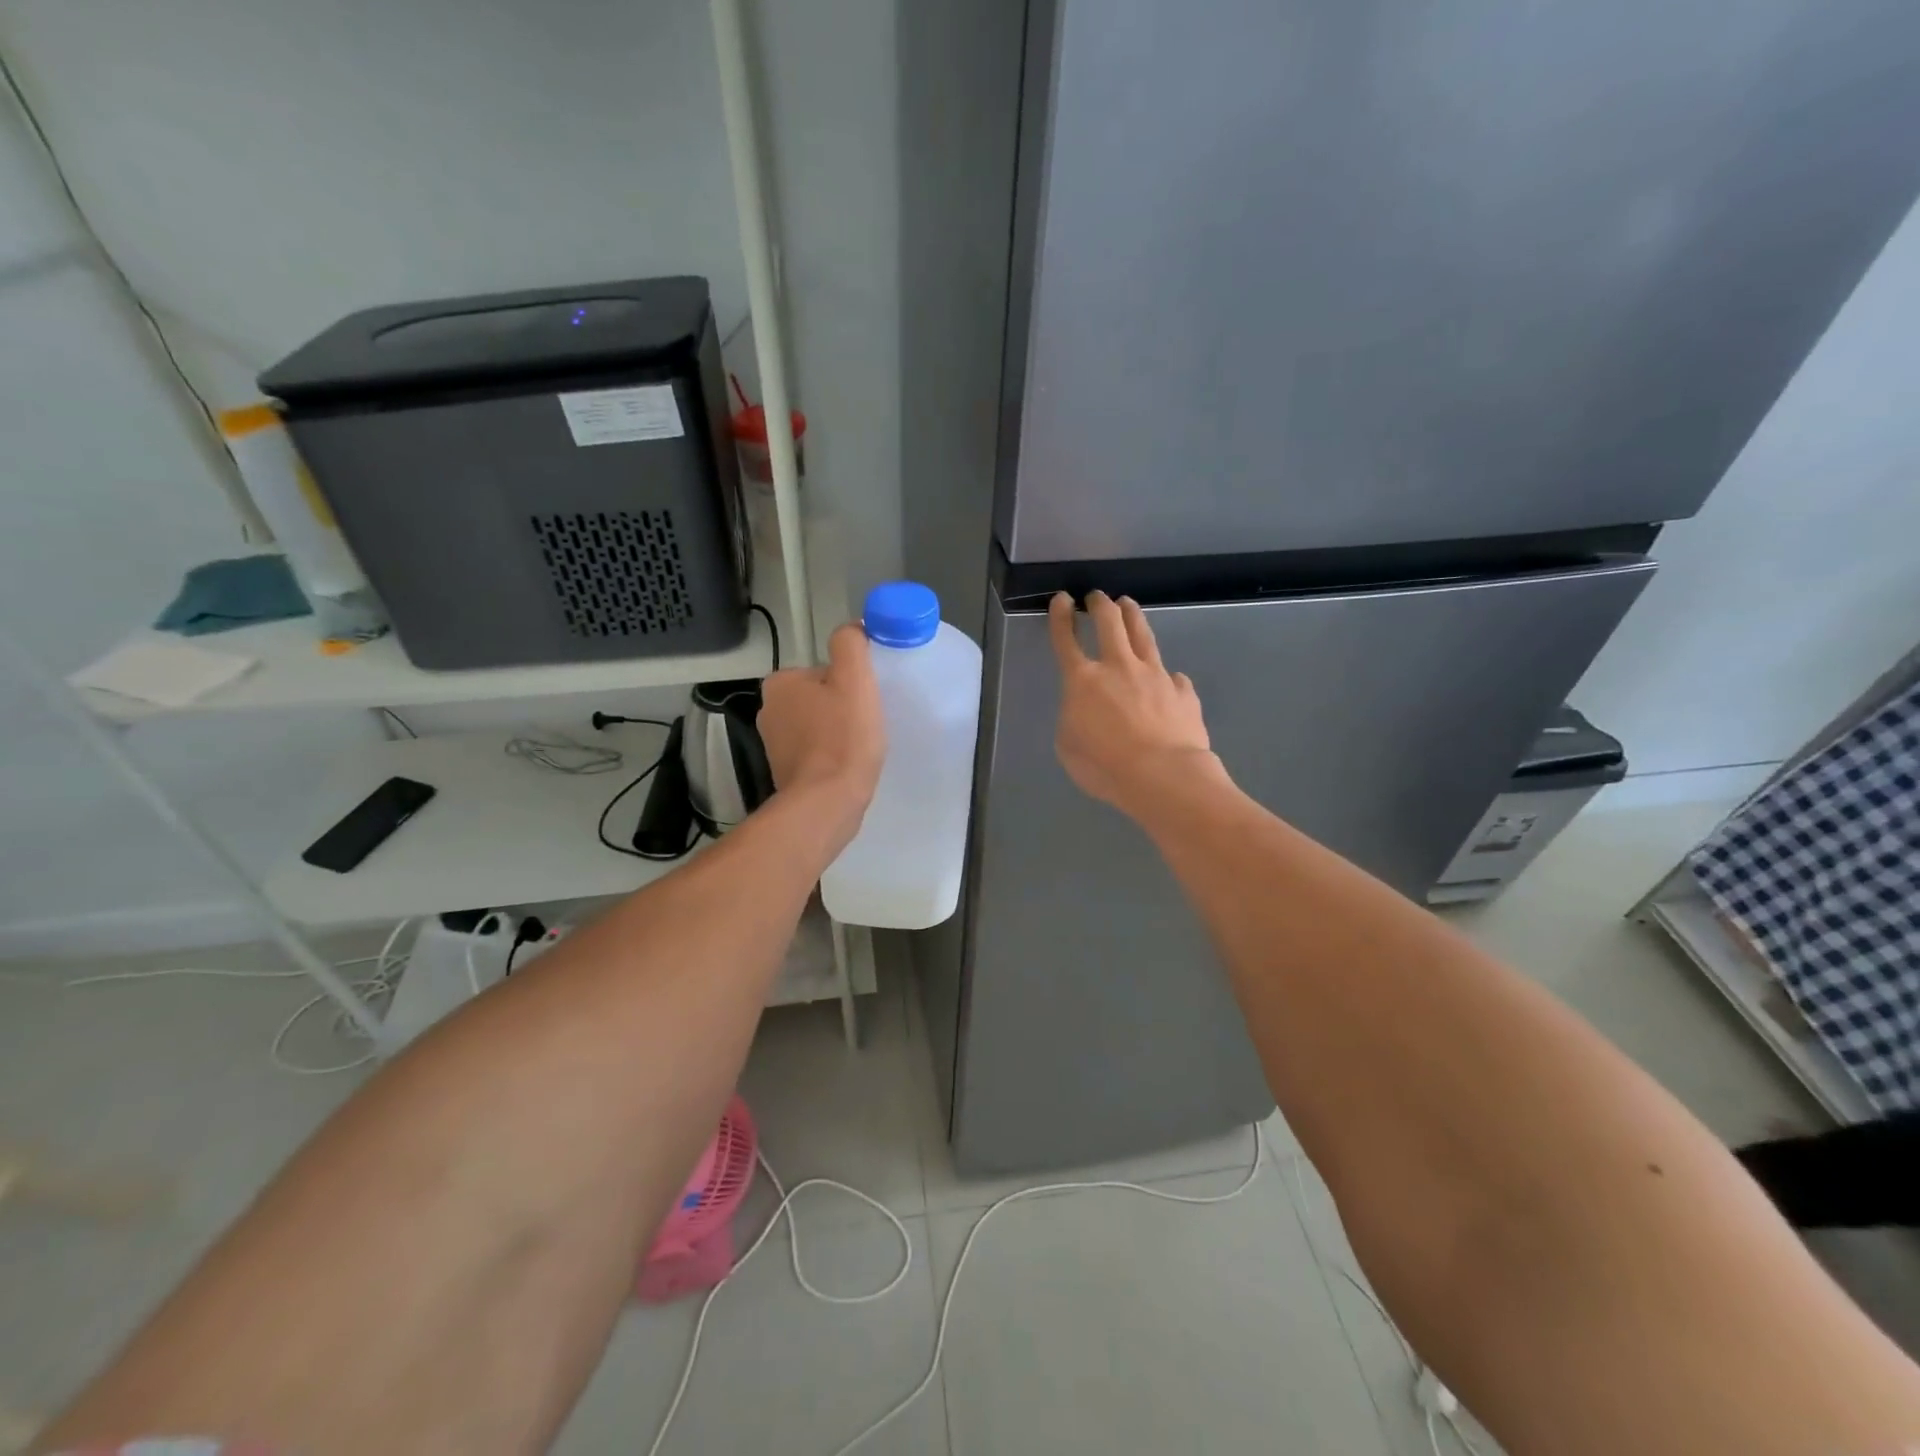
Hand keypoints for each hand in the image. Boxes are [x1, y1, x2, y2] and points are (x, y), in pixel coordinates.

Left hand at [759, 622, 886, 847]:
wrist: (826, 803)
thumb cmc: (842, 738)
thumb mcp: (854, 679)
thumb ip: (851, 644)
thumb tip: (852, 629)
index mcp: (780, 683)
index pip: (824, 671)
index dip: (850, 684)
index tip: (865, 702)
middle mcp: (769, 710)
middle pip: (820, 697)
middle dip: (843, 708)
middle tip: (865, 725)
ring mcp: (774, 744)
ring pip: (818, 726)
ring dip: (838, 733)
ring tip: (858, 748)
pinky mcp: (784, 772)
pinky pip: (815, 752)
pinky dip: (831, 756)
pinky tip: (847, 766)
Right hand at [1048, 591, 1219, 816]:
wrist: (1163, 776)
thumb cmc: (1105, 766)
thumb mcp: (1069, 746)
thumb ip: (1074, 720)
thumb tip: (1087, 710)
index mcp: (1083, 681)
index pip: (1066, 640)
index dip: (1060, 617)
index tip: (1062, 600)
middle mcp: (1119, 667)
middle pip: (1109, 622)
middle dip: (1100, 604)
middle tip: (1096, 597)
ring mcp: (1155, 676)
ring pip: (1143, 635)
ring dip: (1132, 616)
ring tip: (1128, 604)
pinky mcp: (1183, 692)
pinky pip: (1174, 678)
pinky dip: (1168, 676)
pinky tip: (1170, 679)